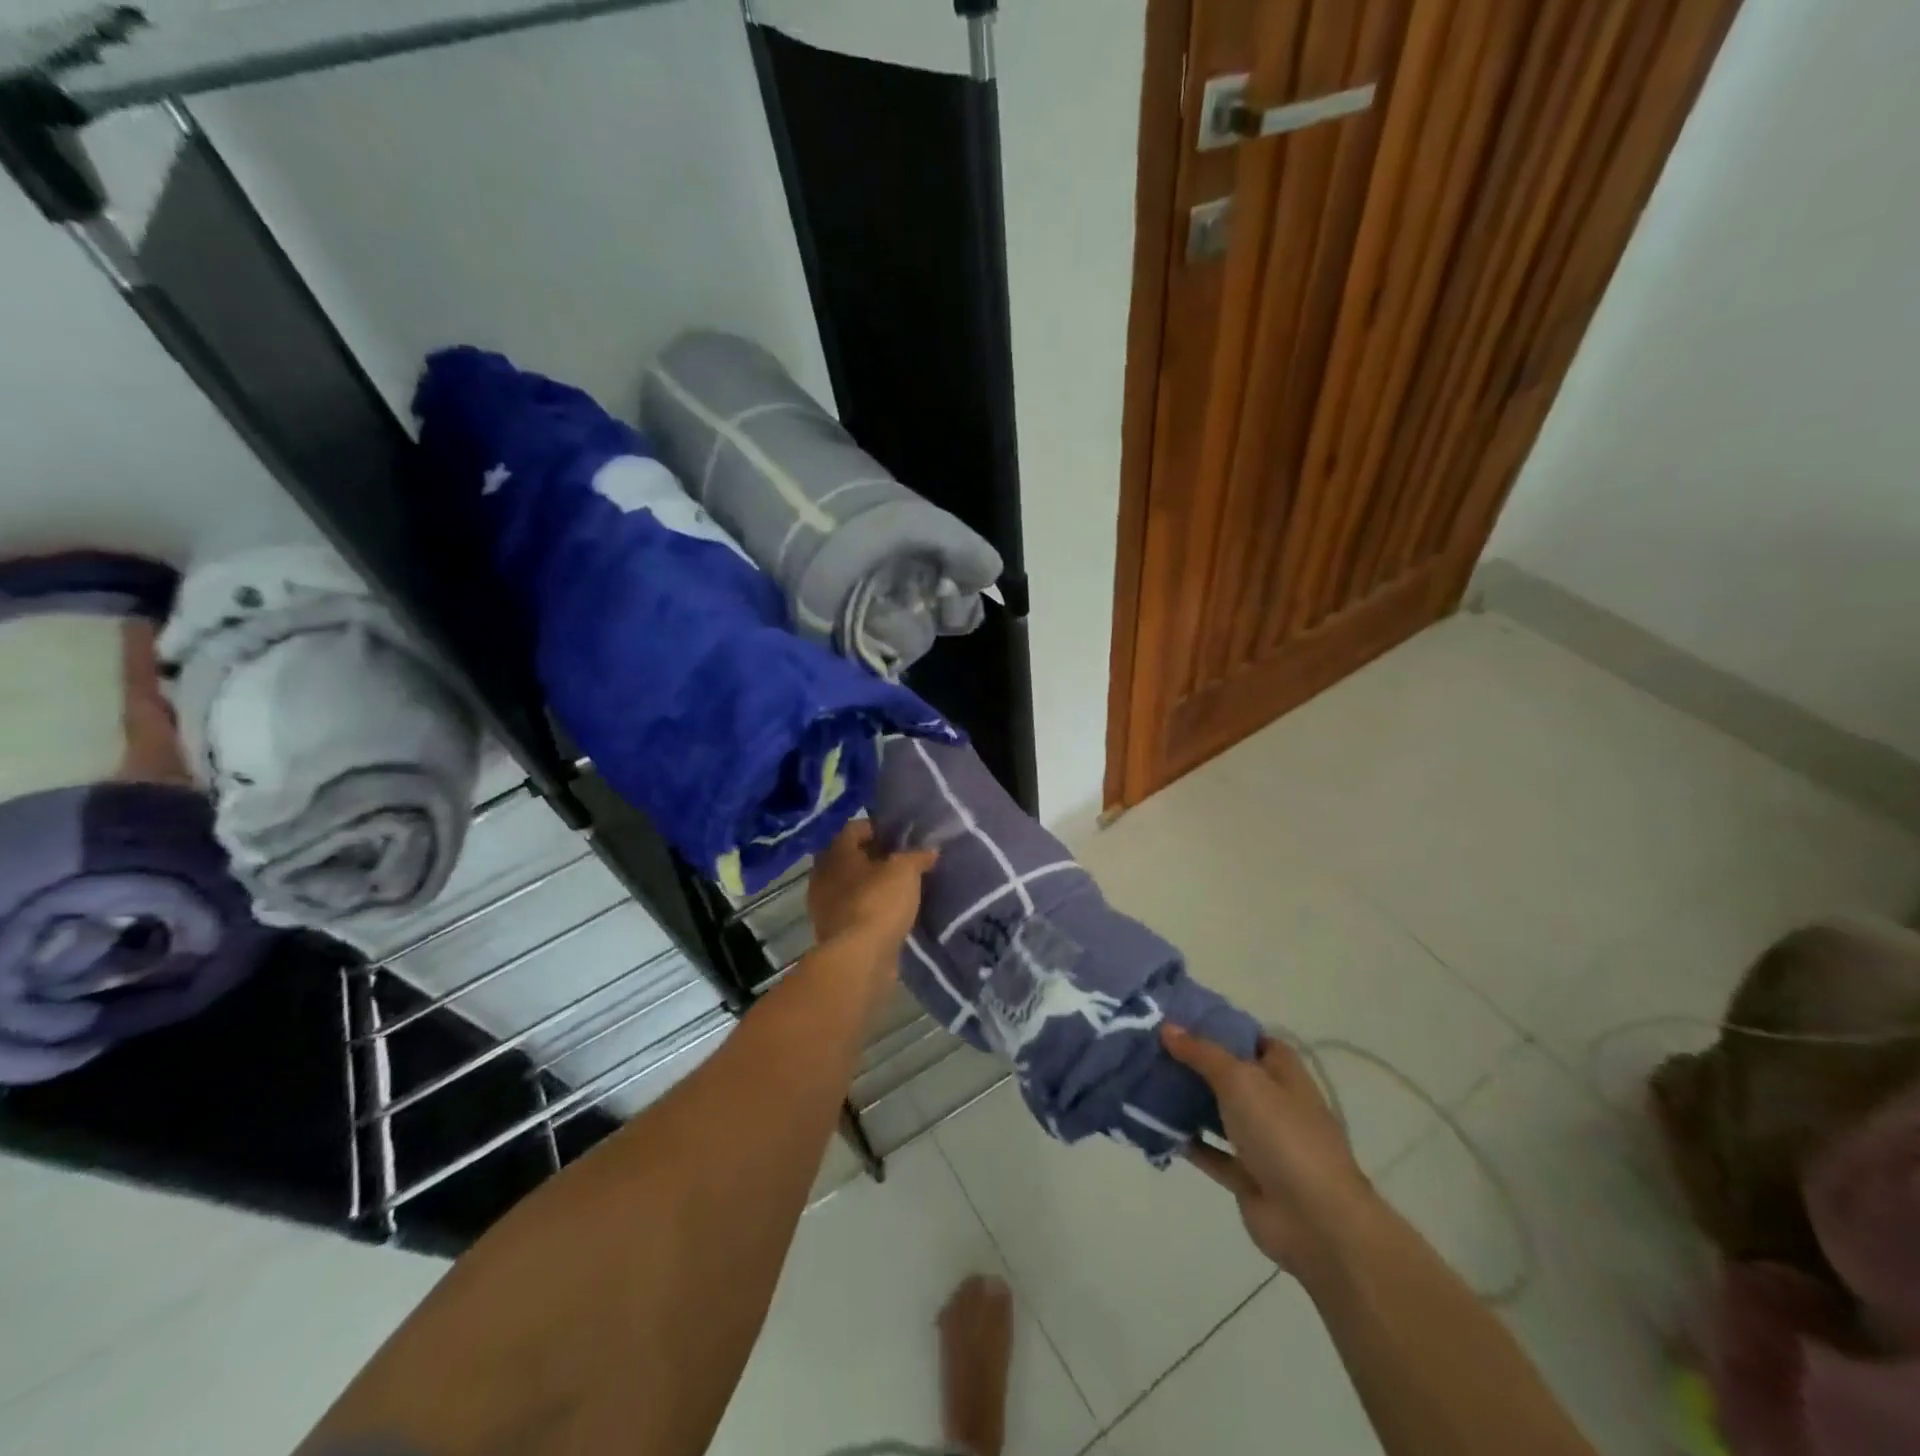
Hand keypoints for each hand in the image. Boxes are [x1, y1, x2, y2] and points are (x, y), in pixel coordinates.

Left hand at [808, 821, 937, 960]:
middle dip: (874, 856)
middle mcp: (823, 875)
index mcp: (836, 852)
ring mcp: (824, 905)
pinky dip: (869, 906)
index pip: (855, 828)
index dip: (879, 828)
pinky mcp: (833, 931)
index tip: (901, 836)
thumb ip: (917, 856)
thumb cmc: (879, 902)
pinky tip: (890, 911)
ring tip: (899, 887)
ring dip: (870, 883)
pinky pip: (853, 908)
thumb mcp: (905, 871)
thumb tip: (930, 850)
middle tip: (901, 859)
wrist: (859, 958)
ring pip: (850, 884)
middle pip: (850, 856)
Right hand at [1163, 1025, 1379, 1277]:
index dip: (1218, 1026)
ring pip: (1217, 1112)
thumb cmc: (1282, 1134)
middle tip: (1149, 1045)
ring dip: (1186, 1100)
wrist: (1315, 1221)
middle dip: (1194, 1061)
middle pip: (1229, 1074)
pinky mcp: (1246, 1176)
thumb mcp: (1240, 1079)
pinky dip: (1187, 1140)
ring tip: (1143, 1079)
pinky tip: (1155, 1125)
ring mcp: (1261, 1141)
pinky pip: (1211, 1151)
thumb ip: (1202, 1053)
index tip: (1178, 1016)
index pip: (1250, 1038)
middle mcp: (1273, 1102)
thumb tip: (1167, 1027)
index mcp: (1283, 1072)